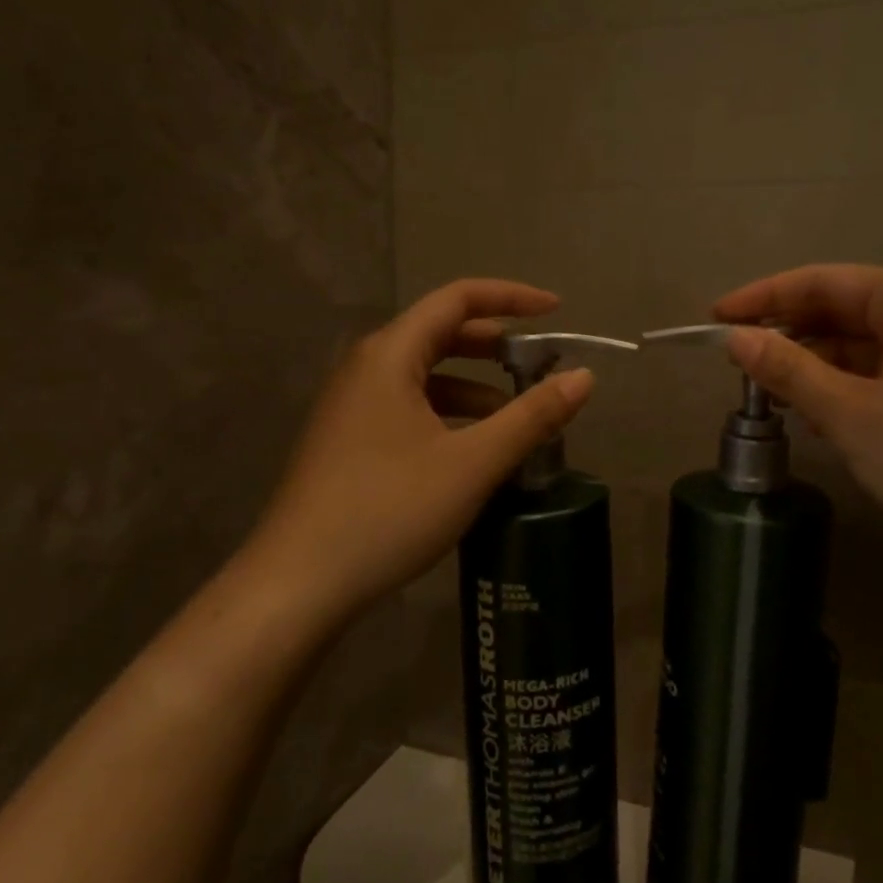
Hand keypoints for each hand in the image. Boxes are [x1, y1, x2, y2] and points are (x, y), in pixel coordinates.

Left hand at [241, 280, 594, 619]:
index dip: (511, 297)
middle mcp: (366, 368)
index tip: (556, 311)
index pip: (457, 299)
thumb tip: (584, 378)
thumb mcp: (472, 463)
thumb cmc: (389, 510)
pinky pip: (409, 407)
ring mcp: (352, 406)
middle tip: (541, 366)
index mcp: (390, 354)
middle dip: (495, 345)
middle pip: (440, 334)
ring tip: (516, 418)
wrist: (298, 584)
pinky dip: (449, 415)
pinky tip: (473, 451)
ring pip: (425, 376)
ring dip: (474, 386)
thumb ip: (531, 416)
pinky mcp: (348, 440)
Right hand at [715, 264, 882, 563]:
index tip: (715, 320)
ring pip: (857, 346)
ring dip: (812, 366)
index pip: (820, 282)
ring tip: (768, 394)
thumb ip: (790, 372)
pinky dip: (841, 390)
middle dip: (786, 334)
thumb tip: (735, 339)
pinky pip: (878, 375)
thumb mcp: (856, 413)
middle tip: (736, 363)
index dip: (763, 298)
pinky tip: (815, 417)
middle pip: (839, 310)